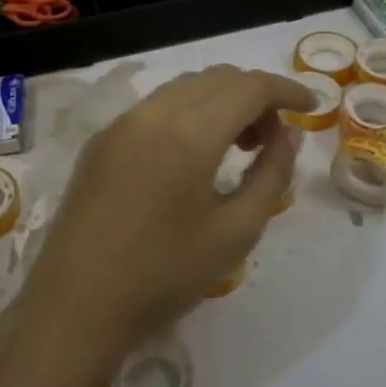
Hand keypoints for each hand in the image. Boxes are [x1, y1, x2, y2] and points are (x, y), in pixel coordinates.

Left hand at [23, 64, 310, 354]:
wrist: (74, 308)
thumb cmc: (163, 276)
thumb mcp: (235, 232)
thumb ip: (271, 175)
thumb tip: (287, 135)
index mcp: (190, 132)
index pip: (250, 86)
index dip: (287, 89)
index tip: (311, 108)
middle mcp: (154, 112)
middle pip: (218, 78)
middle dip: (255, 97)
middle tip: (273, 140)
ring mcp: (122, 123)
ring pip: (186, 87)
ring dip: (221, 102)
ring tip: (238, 147)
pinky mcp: (102, 140)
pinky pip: (157, 107)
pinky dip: (188, 113)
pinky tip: (193, 155)